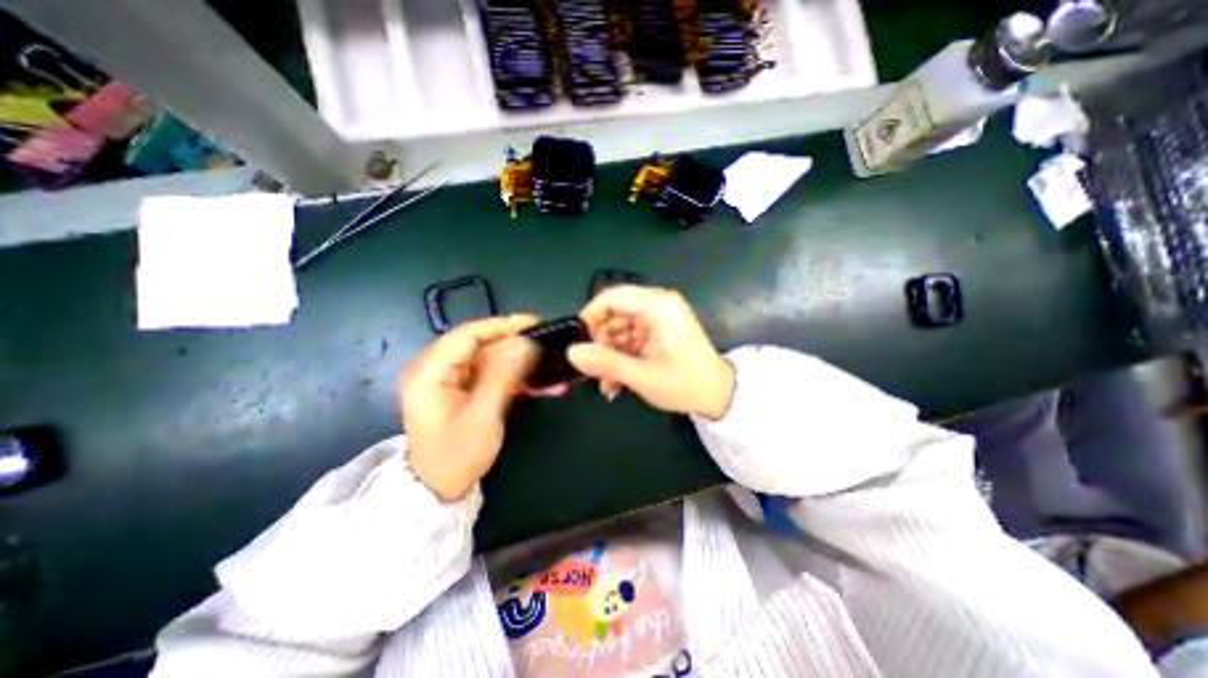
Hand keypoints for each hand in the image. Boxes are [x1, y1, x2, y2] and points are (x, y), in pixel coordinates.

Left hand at [399, 315, 537, 499]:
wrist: (439, 488)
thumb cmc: (456, 456)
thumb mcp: (482, 416)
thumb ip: (504, 376)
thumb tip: (527, 344)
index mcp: (429, 372)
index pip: (466, 335)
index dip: (501, 326)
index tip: (533, 324)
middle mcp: (436, 368)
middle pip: (481, 344)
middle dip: (517, 345)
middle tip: (548, 343)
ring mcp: (451, 377)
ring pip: (491, 358)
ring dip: (521, 362)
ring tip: (551, 364)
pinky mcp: (464, 387)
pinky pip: (492, 373)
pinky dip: (515, 376)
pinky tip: (541, 382)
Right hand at [569, 283, 736, 419]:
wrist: (717, 396)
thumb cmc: (685, 384)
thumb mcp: (641, 376)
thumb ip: (604, 363)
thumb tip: (571, 353)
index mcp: (658, 306)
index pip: (612, 297)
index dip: (590, 316)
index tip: (578, 342)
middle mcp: (658, 305)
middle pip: (614, 314)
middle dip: (600, 343)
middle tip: (592, 369)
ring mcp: (658, 318)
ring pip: (618, 329)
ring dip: (609, 355)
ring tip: (606, 384)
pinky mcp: (657, 331)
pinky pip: (629, 338)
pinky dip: (621, 357)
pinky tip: (616, 382)